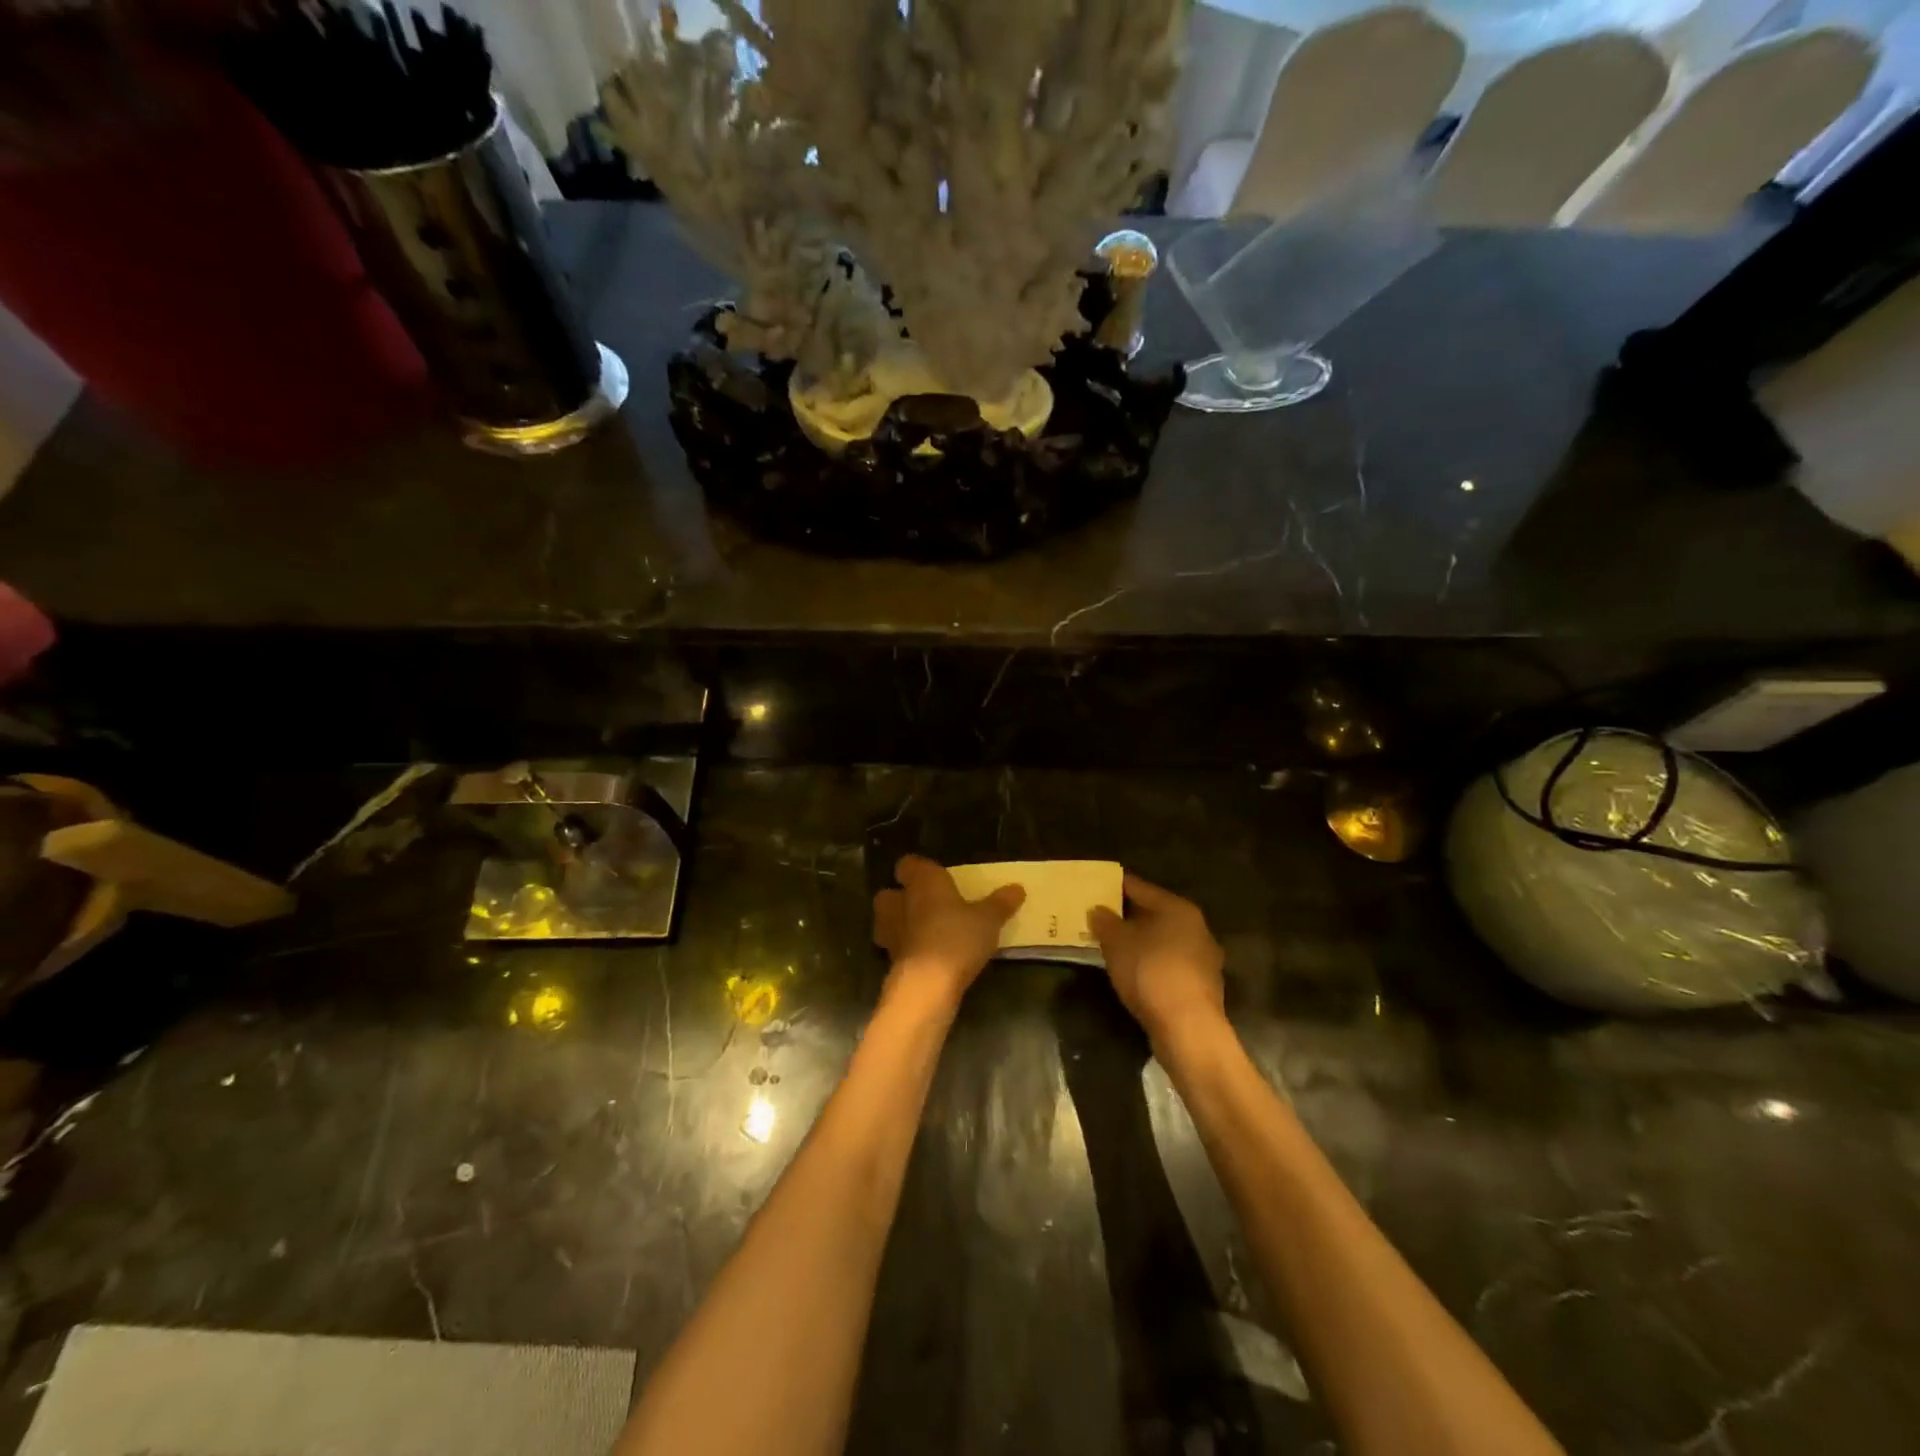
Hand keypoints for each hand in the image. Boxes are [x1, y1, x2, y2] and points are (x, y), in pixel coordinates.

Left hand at [873, 855, 1024, 1008]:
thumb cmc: (957, 938)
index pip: (908, 864)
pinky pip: (896, 948)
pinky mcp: (889, 960)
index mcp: (922, 881)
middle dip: (902, 898)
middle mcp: (900, 902)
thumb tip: (1018, 888)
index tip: (934, 876)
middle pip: (889, 893)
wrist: (927, 984)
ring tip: (923, 932)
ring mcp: (890, 932)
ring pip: (887, 921)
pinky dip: (906, 950)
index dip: (918, 870)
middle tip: (926, 905)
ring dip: (899, 924)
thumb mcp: (988, 920)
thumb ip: (1000, 903)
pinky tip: (924, 957)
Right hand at [1089, 874, 1226, 1053]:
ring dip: (1139, 942)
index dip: (1115, 886)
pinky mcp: (1202, 986)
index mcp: (1178, 908)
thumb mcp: (1117, 943)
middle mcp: (1196, 927)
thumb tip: (1098, 910)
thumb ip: (1105, 922)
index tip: (1094, 887)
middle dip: (1127, 916)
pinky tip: (1133, 973)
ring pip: (1163, 940)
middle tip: (1098, 918)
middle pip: (1154, 914)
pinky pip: (1169, 964)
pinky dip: (1150, 964)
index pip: (1140, 888)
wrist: (1188, 1028)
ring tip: (1111, 947)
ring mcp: (1203, 958)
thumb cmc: (1150, 972)